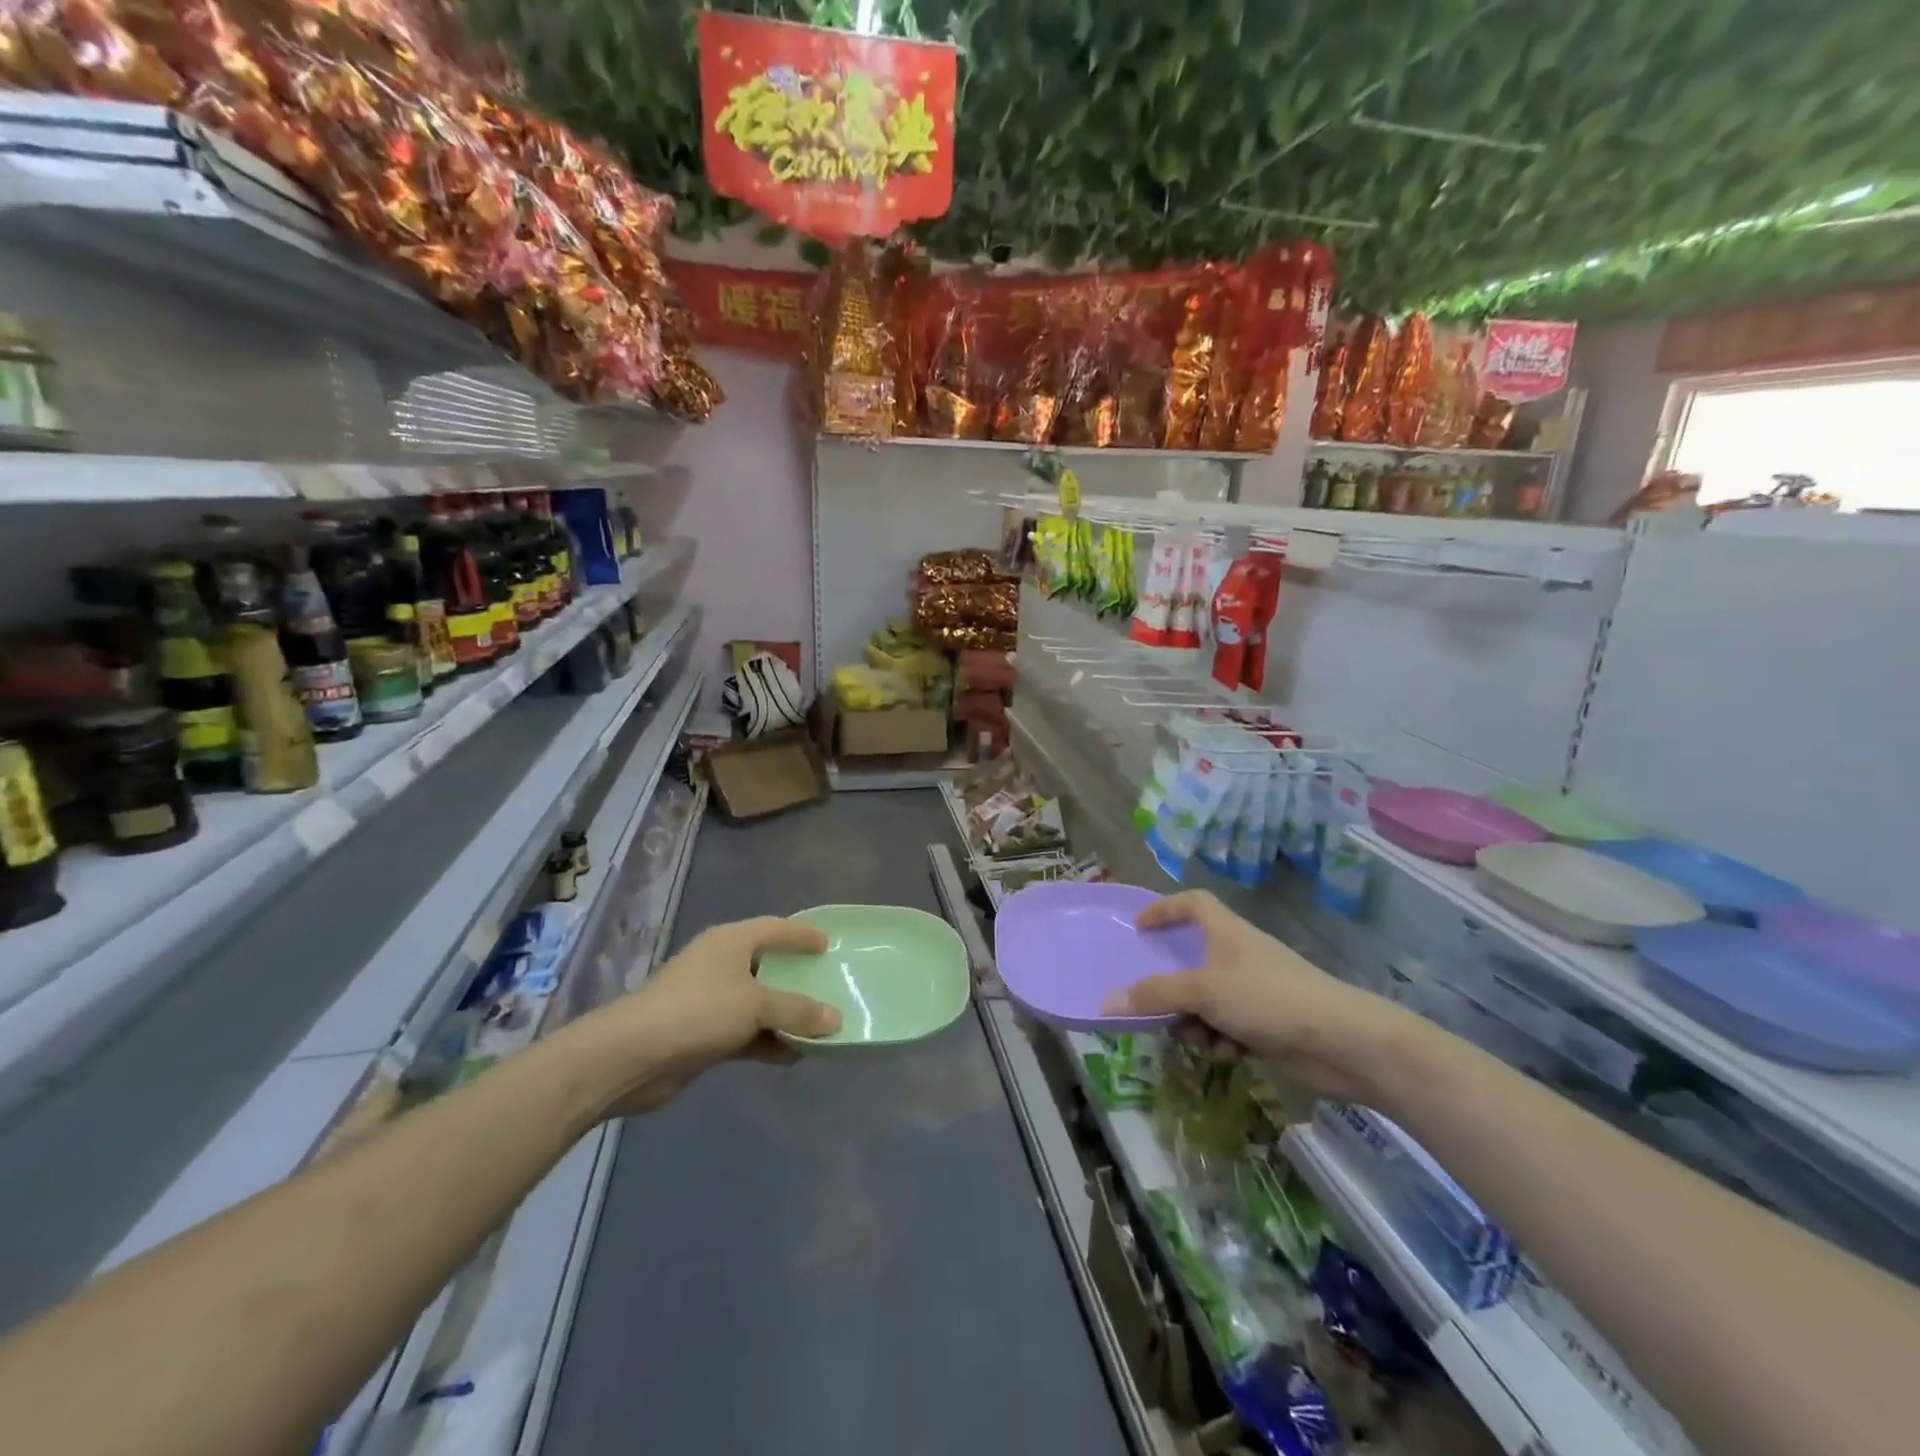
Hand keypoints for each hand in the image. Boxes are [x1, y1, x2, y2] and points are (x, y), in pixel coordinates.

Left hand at [584, 916, 841, 1116]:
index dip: (801, 934)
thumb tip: (836, 1018)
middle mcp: (720, 965)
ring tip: (821, 1026)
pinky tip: (793, 1055)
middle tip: (831, 984)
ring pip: (758, 1003)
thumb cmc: (698, 1011)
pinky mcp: (703, 1035)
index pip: (774, 928)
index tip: (828, 943)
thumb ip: (797, 1009)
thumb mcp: (756, 1004)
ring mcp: (710, 1001)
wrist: (631, 1057)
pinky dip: (768, 1041)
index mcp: (731, 942)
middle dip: (798, 978)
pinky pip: (746, 1033)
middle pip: (768, 965)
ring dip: (785, 1016)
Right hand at [1101, 890, 1405, 1101]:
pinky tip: (1230, 1054)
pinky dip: (1221, 1040)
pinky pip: (1227, 1027)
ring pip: (1206, 1001)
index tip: (1139, 928)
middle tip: (1154, 1005)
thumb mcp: (1204, 991)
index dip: (1165, 909)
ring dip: (1195, 1021)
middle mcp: (1238, 956)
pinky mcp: (1266, 1025)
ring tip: (1200, 1038)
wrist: (1343, 1044)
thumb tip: (1107, 1000)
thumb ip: (1156, 994)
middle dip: (1173, 987)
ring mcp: (1254, 991)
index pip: (1192, 903)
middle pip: (1192, 961)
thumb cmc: (1269, 998)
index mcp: (1227, 932)